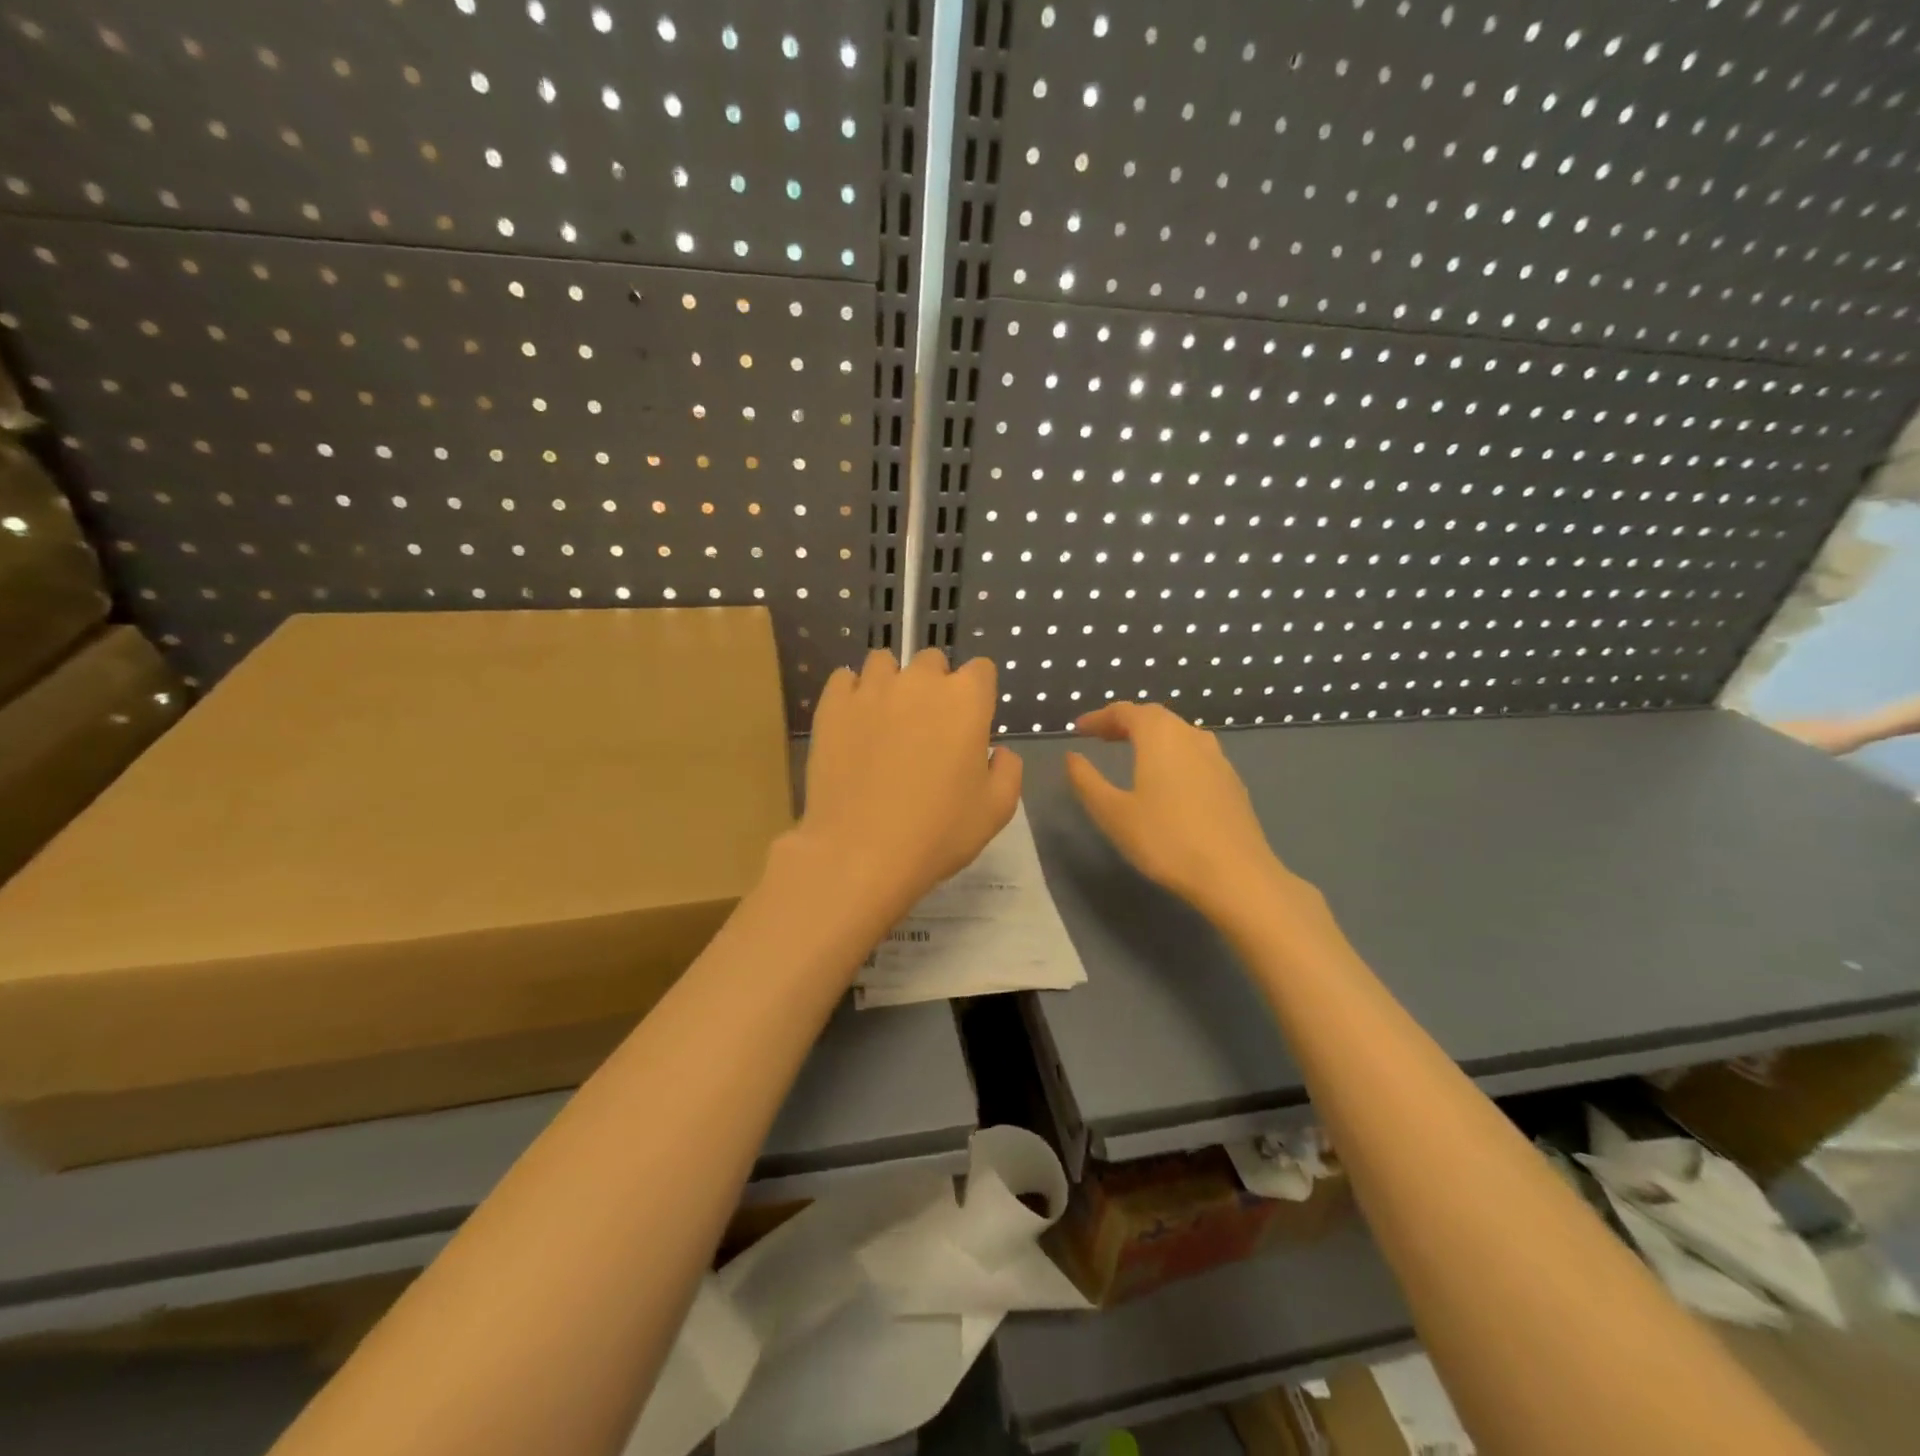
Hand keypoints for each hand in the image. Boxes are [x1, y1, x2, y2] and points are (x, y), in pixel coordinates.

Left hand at [793, 648, 1022, 923]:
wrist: (860, 852)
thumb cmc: (938, 833)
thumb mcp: (996, 810)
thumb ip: (1007, 770)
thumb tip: (996, 752)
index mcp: (966, 700)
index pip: (981, 670)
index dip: (978, 694)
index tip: (970, 723)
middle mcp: (920, 682)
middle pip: (932, 661)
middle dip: (935, 685)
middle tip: (927, 727)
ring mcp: (872, 689)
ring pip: (884, 663)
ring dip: (891, 682)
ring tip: (886, 719)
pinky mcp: (833, 706)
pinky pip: (844, 679)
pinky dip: (852, 694)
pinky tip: (855, 723)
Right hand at [1065, 703, 1301, 924]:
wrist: (1236, 875)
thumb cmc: (1165, 840)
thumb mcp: (1113, 813)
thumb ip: (1087, 781)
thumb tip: (1071, 757)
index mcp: (1159, 736)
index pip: (1125, 711)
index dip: (1098, 717)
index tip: (1078, 730)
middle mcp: (1190, 736)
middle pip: (1154, 717)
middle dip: (1125, 722)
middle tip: (1101, 737)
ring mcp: (1217, 758)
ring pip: (1178, 733)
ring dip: (1151, 736)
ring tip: (1132, 753)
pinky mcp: (1231, 781)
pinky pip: (1195, 753)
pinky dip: (1172, 754)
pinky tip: (1167, 779)